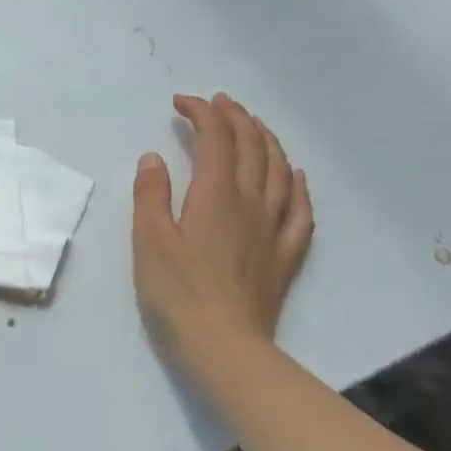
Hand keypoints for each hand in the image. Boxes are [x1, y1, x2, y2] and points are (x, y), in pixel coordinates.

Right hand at [132, 94, 313, 370]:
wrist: (225, 347)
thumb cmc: (177, 292)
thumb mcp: (149, 240)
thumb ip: (151, 194)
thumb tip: (154, 157)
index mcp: (215, 195)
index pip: (215, 139)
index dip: (202, 113)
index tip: (181, 103)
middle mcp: (250, 203)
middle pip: (251, 147)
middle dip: (235, 118)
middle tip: (218, 103)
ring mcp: (274, 229)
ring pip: (279, 171)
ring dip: (267, 140)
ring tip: (254, 125)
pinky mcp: (285, 255)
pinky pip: (301, 210)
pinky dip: (298, 184)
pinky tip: (295, 175)